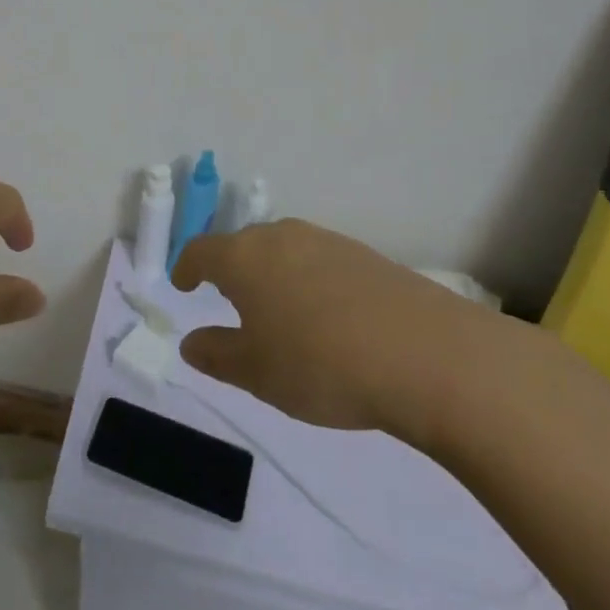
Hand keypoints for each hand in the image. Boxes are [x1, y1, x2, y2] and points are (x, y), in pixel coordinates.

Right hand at [172, 219, 509, 447]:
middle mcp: (280, 236)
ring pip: (283, 251)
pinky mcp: (364, 255)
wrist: (427, 355)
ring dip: (272, 275)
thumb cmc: (321, 364)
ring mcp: (326, 241)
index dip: (187, 267)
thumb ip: (217, 354)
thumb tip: (191, 342)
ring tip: (280, 312)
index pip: (200, 251)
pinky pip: (319, 261)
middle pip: (242, 246)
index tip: (182, 284)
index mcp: (243, 257)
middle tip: (231, 301)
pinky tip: (327, 317)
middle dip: (231, 270)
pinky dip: (309, 281)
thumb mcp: (257, 373)